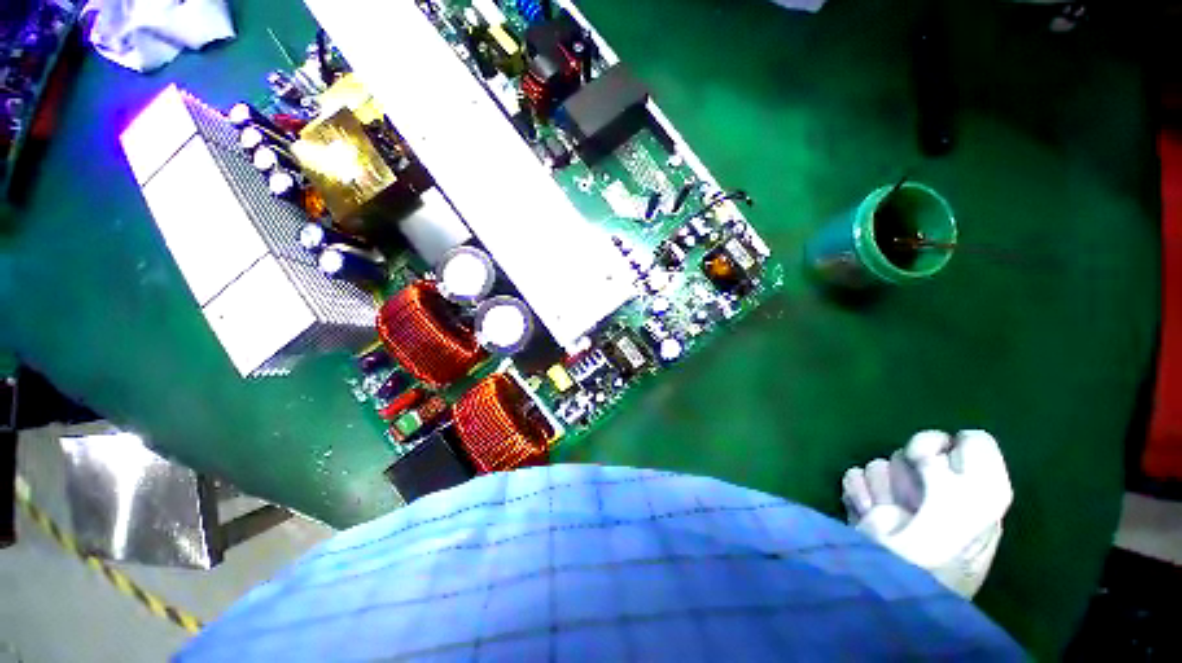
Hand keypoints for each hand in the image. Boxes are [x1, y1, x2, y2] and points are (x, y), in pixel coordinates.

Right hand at [842, 430, 1012, 597]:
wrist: (881, 584)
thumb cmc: (935, 555)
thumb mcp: (973, 513)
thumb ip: (972, 471)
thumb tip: (945, 442)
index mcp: (977, 493)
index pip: (967, 442)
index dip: (947, 449)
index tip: (935, 465)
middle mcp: (940, 490)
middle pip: (914, 449)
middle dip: (908, 474)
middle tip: (912, 503)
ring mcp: (898, 496)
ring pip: (881, 463)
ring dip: (880, 490)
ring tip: (886, 518)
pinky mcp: (866, 501)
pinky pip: (854, 474)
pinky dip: (858, 495)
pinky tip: (868, 519)